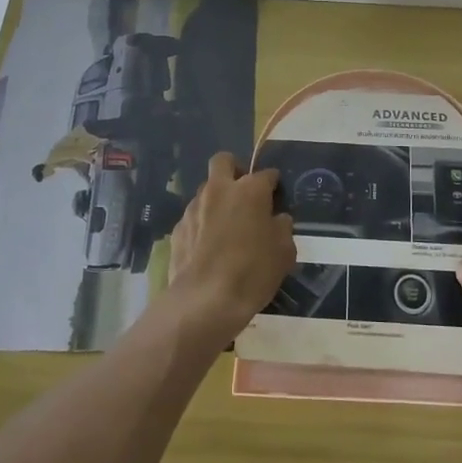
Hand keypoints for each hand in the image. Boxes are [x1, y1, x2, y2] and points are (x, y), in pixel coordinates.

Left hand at [164, 152, 296, 344]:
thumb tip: (277, 219)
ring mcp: (194, 207)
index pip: (266, 174)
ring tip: (226, 226)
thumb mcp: (284, 253)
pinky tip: (208, 247)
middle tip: (244, 192)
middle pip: (223, 161)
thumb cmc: (252, 272)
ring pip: (206, 190)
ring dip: (217, 199)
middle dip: (234, 169)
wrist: (204, 301)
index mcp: (249, 190)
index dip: (273, 183)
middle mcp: (219, 190)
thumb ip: (282, 228)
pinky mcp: (178, 228)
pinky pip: (194, 217)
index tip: (276, 194)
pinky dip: (202, 223)